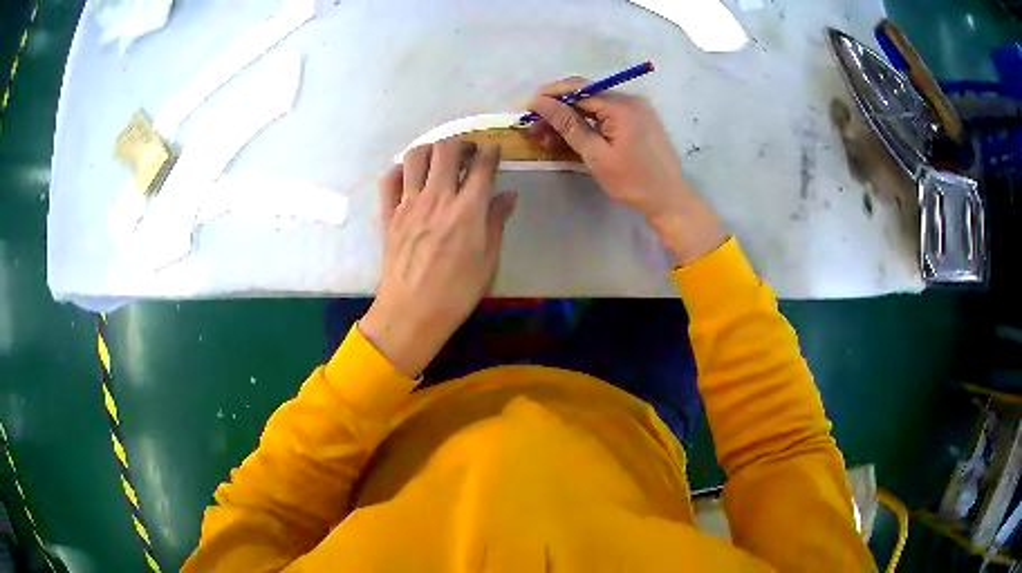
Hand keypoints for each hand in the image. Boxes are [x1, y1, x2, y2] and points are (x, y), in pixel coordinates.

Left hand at [360, 140, 516, 377]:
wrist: (412, 312)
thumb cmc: (457, 292)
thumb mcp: (488, 260)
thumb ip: (496, 221)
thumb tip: (508, 195)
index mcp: (467, 209)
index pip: (482, 165)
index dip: (491, 152)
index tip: (494, 151)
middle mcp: (437, 198)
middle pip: (447, 150)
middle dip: (461, 143)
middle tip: (468, 153)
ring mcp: (408, 204)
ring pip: (415, 156)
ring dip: (430, 149)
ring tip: (438, 160)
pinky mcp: (388, 214)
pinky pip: (388, 179)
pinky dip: (399, 169)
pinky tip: (409, 175)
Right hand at [527, 77, 726, 266]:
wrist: (670, 200)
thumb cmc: (633, 182)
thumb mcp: (596, 155)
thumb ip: (568, 125)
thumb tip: (540, 102)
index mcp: (622, 106)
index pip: (578, 89)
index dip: (550, 97)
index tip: (527, 110)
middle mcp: (630, 100)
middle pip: (585, 96)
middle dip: (557, 110)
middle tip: (535, 129)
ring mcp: (636, 110)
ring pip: (594, 106)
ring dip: (570, 119)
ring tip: (548, 139)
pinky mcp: (638, 121)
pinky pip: (607, 116)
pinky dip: (588, 125)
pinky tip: (572, 139)